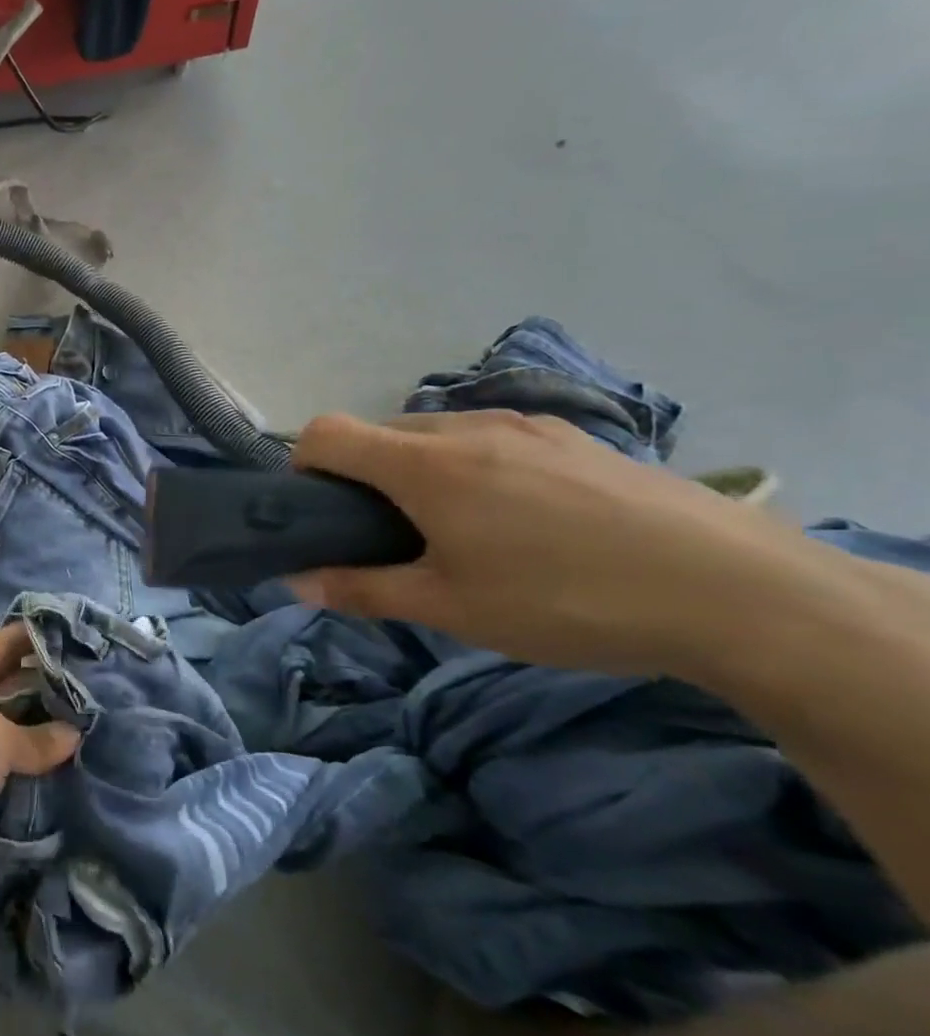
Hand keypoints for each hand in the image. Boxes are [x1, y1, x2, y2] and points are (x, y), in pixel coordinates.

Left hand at [0, 624, 78, 903]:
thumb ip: (36, 736)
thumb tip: (73, 735)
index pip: (0, 646)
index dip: (33, 637)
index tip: (73, 634)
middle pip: (7, 688)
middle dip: (45, 686)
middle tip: (95, 684)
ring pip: (9, 733)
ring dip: (42, 732)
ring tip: (92, 724)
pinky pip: (6, 772)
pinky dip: (32, 771)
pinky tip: (70, 768)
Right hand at [288, 410, 819, 673]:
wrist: (738, 592)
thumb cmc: (566, 601)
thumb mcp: (451, 609)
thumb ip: (362, 590)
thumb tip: (296, 582)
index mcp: (423, 464)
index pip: (326, 432)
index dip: (303, 466)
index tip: (322, 514)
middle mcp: (465, 428)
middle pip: (378, 432)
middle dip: (363, 476)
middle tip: (393, 536)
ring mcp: (525, 426)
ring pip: (435, 434)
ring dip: (418, 470)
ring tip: (461, 530)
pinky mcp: (573, 437)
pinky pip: (490, 437)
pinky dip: (472, 466)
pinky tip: (523, 519)